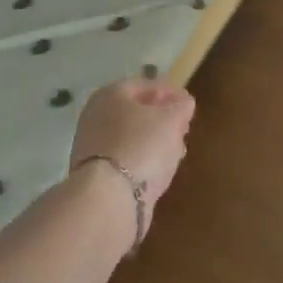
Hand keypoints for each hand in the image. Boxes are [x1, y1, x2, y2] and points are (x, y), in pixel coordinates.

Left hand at [69, 78, 195, 205]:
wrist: (107, 196)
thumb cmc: (141, 146)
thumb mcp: (171, 120)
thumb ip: (180, 107)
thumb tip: (184, 102)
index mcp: (111, 94)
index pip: (145, 85)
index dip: (170, 91)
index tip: (189, 104)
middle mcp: (96, 115)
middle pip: (135, 111)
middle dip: (161, 118)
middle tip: (183, 127)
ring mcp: (93, 145)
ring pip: (131, 136)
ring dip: (154, 141)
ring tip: (176, 150)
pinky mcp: (95, 173)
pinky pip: (126, 159)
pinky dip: (143, 160)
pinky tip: (159, 170)